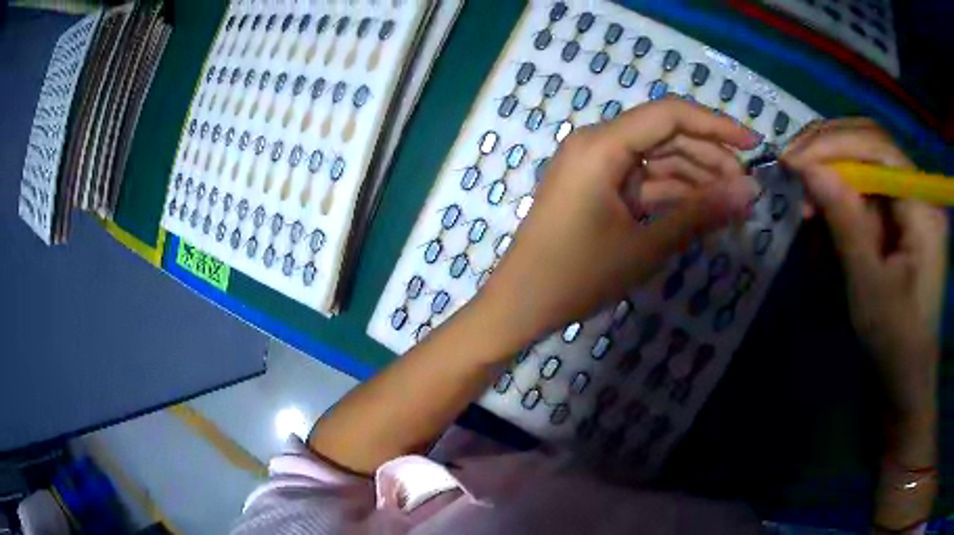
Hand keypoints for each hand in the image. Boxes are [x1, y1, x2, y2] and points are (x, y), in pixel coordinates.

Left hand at [478, 99, 758, 347]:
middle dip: (711, 158)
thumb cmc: (577, 276)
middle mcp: (597, 143)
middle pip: (666, 136)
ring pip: (658, 160)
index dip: (716, 125)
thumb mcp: (646, 245)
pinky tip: (702, 211)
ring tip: (732, 204)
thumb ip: (701, 214)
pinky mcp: (597, 188)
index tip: (754, 145)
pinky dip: (673, 195)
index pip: (670, 115)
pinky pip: (643, 181)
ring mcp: (595, 166)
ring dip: (696, 179)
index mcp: (602, 144)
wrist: (520, 305)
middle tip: (746, 189)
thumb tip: (750, 192)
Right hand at [782, 119, 946, 461]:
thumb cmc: (895, 341)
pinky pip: (869, 195)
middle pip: (871, 146)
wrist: (907, 380)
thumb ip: (844, 220)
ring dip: (835, 183)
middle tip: (793, 169)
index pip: (878, 147)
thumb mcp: (869, 285)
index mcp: (923, 206)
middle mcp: (919, 192)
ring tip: (809, 214)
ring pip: (867, 167)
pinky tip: (827, 229)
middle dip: (831, 153)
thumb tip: (807, 168)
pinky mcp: (903, 219)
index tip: (793, 159)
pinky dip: (843, 205)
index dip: (834, 144)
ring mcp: (912, 204)